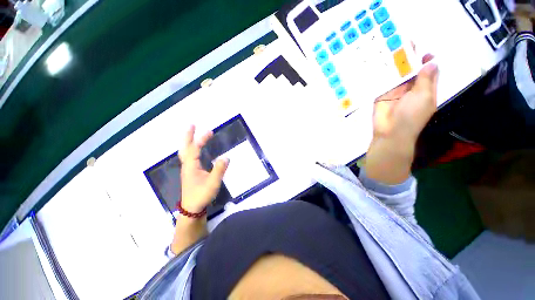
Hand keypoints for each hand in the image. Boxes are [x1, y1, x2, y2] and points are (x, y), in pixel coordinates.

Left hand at [179, 125, 228, 212]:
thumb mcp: (212, 183)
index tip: (210, 132)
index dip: (201, 139)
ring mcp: (188, 169)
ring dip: (189, 142)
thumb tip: (226, 157)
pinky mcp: (191, 173)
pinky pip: (189, 157)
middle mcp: (187, 166)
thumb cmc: (201, 195)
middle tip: (192, 125)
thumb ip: (219, 170)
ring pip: (186, 152)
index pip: (195, 149)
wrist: (192, 209)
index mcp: (191, 166)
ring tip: (194, 134)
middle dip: (188, 136)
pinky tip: (197, 150)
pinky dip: (192, 149)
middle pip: (185, 148)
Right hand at [373, 54, 436, 142]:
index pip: (427, 71)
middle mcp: (410, 88)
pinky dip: (381, 73)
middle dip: (407, 58)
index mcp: (424, 88)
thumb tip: (432, 61)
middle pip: (410, 70)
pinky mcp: (381, 94)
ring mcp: (394, 90)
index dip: (426, 60)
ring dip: (393, 64)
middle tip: (403, 41)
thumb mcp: (424, 96)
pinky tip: (378, 61)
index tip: (422, 49)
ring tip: (389, 46)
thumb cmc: (412, 116)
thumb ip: (426, 79)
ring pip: (395, 74)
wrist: (390, 131)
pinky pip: (382, 81)